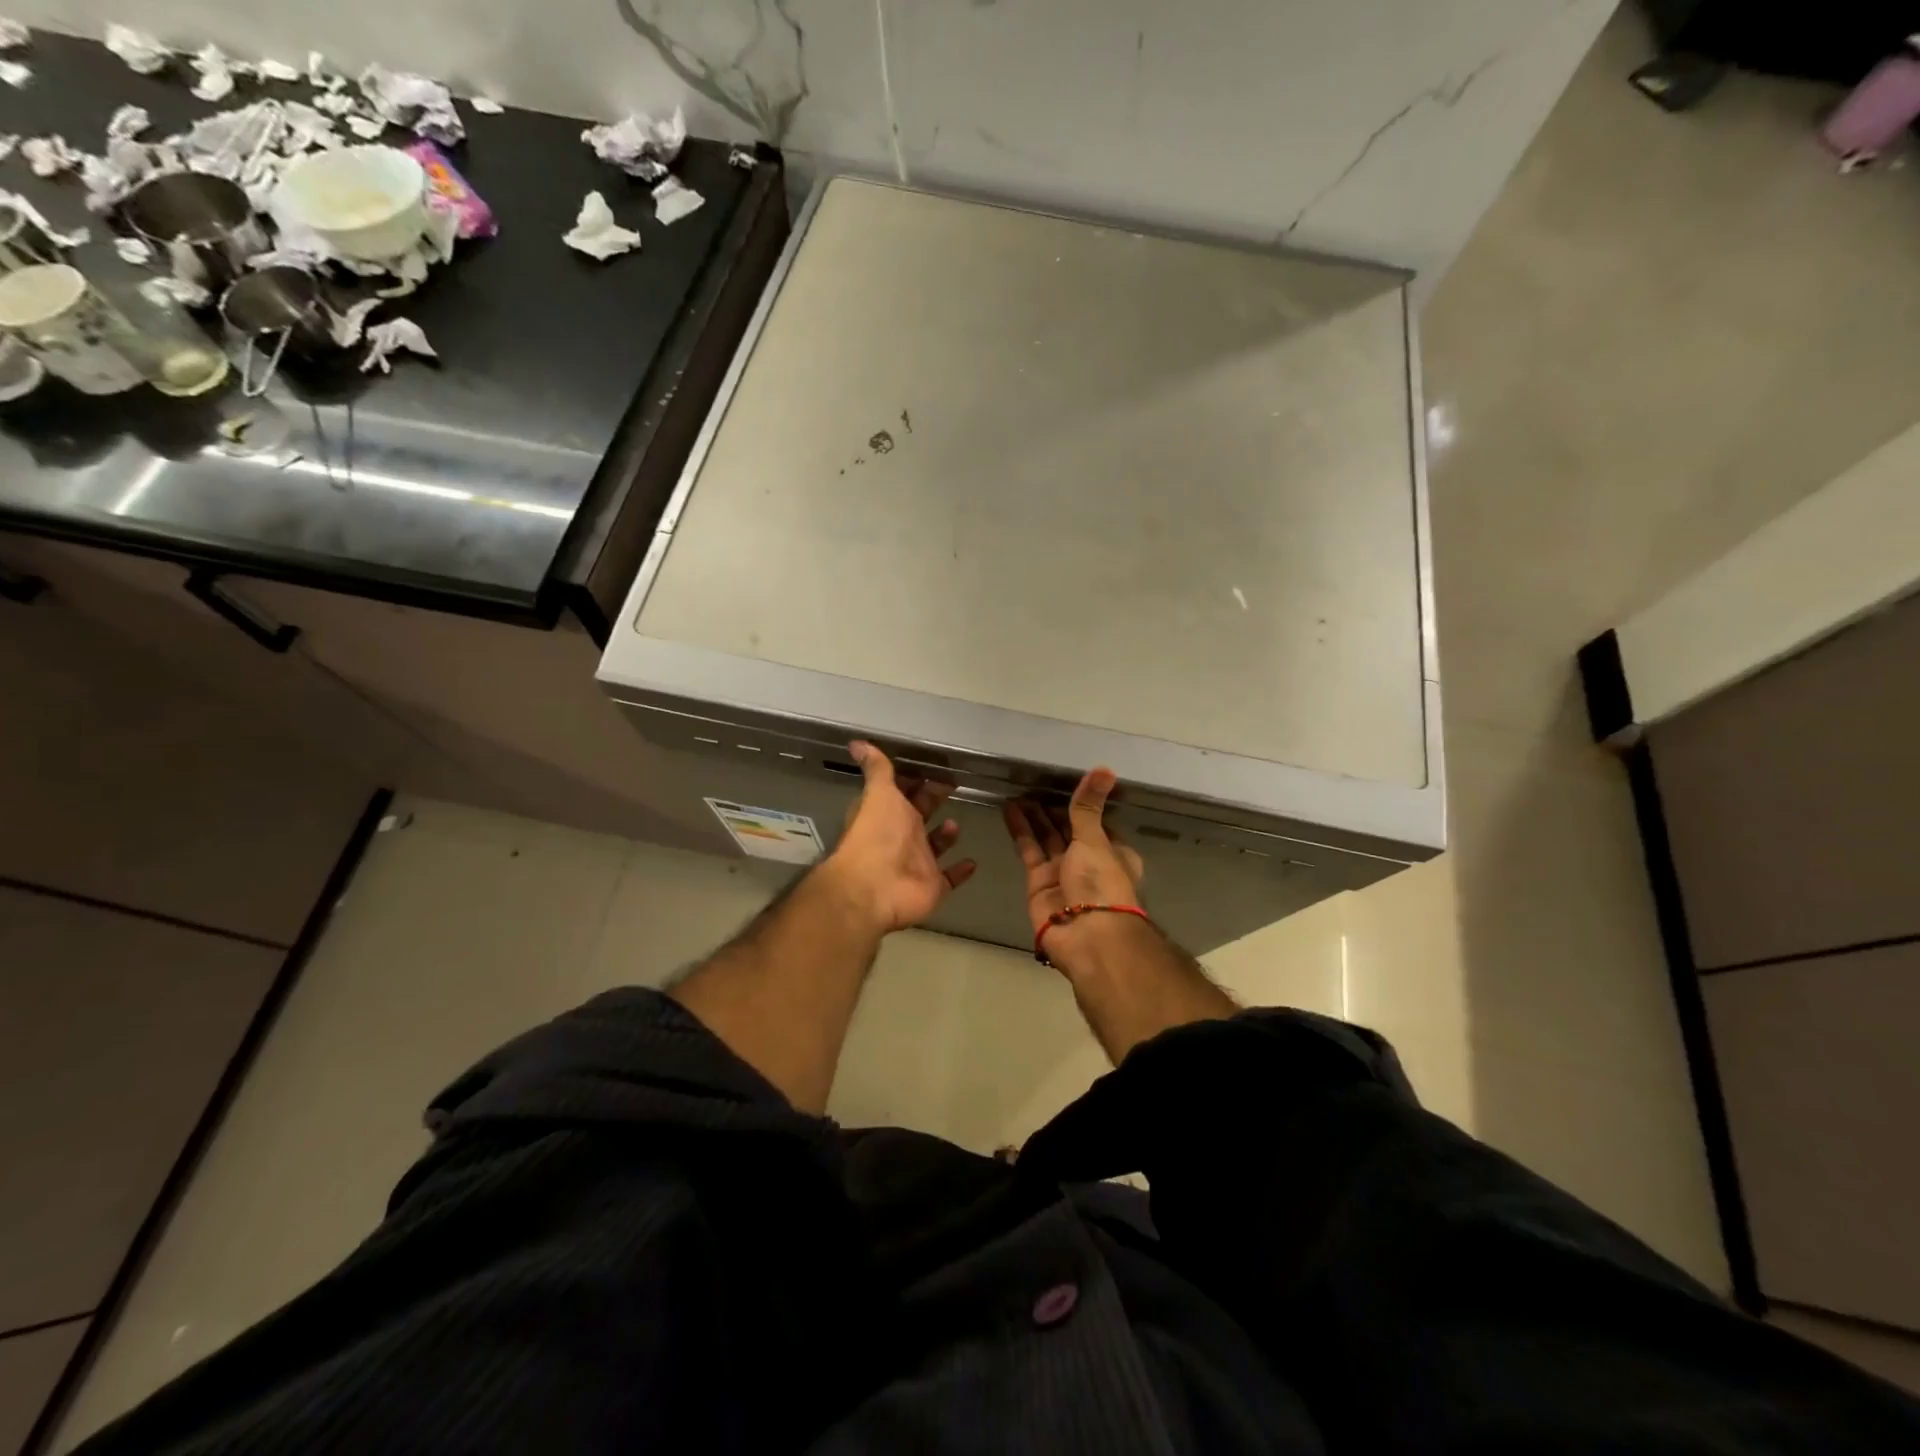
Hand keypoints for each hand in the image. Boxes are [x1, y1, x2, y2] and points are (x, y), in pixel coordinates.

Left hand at [821, 741, 977, 933]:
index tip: (935, 765)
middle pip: (921, 814)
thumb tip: (855, 742)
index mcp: (889, 813)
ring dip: (946, 835)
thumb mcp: (880, 793)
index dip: (916, 779)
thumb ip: (877, 769)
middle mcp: (902, 836)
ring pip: (935, 846)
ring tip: (954, 824)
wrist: (876, 888)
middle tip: (954, 783)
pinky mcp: (933, 886)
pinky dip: (961, 871)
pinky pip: (951, 878)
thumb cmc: (878, 835)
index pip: (903, 792)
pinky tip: (973, 861)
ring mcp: (918, 864)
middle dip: (933, 799)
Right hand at [1003, 767, 1145, 940]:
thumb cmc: (1101, 883)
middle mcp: (1088, 862)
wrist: (1087, 937)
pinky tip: (1009, 809)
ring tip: (1018, 790)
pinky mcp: (1038, 884)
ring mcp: (1062, 873)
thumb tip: (1105, 769)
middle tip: (1034, 782)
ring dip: (1034, 816)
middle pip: (1068, 829)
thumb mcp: (1095, 839)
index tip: (1064, 782)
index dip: (1081, 804)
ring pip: (1046, 838)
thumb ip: (1088, 806)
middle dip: (1052, 809)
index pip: (1096, 822)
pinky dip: (1020, 831)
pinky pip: (1028, 851)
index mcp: (1113, 852)